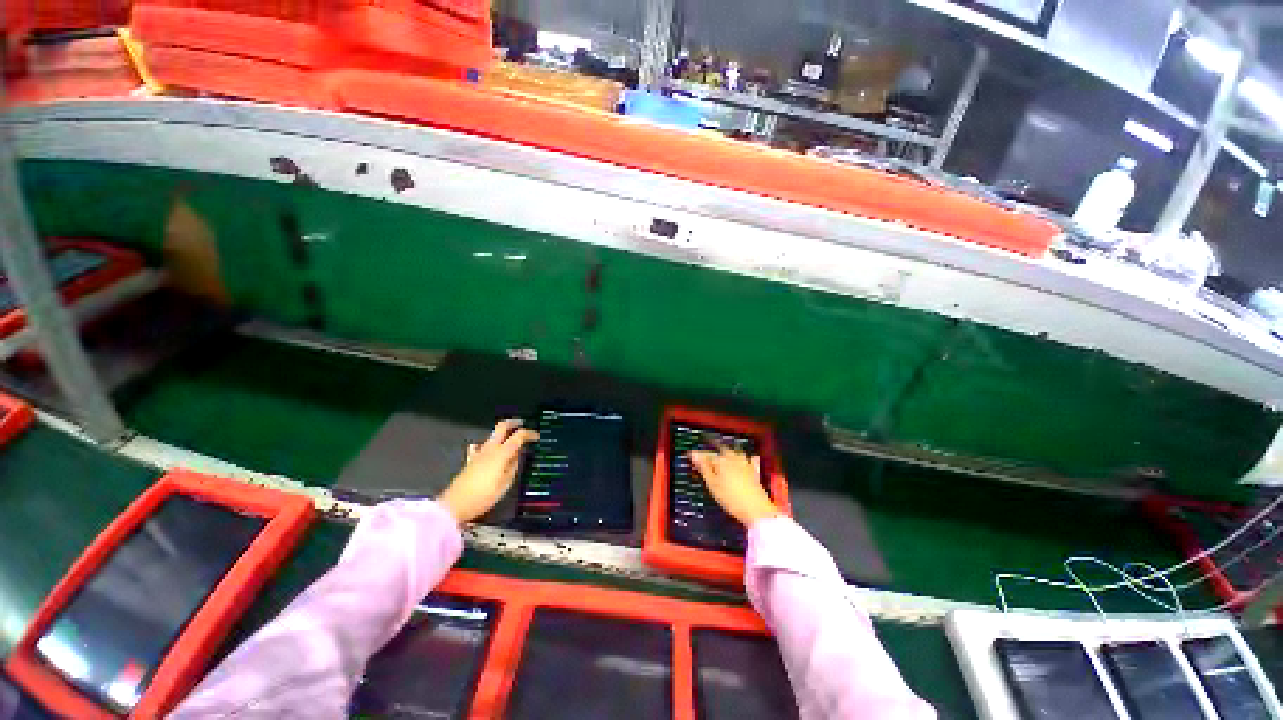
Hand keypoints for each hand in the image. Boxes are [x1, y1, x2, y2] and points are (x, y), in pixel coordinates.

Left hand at [437, 419, 538, 524]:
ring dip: (502, 433)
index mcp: (501, 454)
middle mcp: (490, 449)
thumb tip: (517, 455)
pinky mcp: (470, 460)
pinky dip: (487, 445)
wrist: (455, 505)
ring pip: (492, 435)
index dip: (529, 434)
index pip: (518, 436)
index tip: (537, 437)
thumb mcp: (505, 484)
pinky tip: (489, 451)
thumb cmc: (483, 496)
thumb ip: (513, 466)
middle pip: (502, 427)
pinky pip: (480, 446)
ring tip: (510, 438)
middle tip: (522, 423)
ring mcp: (478, 453)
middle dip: (513, 423)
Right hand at [689, 445, 778, 527]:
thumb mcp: (712, 484)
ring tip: (720, 458)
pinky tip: (746, 458)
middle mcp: (733, 458)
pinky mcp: (754, 471)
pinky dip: (745, 457)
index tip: (690, 456)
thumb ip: (703, 468)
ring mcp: (745, 463)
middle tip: (703, 458)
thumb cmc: (731, 498)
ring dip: (726, 453)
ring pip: (734, 453)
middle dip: (711, 454)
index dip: (697, 455)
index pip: (706, 454)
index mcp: (721, 460)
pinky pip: (749, 459)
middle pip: (720, 451)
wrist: (756, 509)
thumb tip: (694, 455)